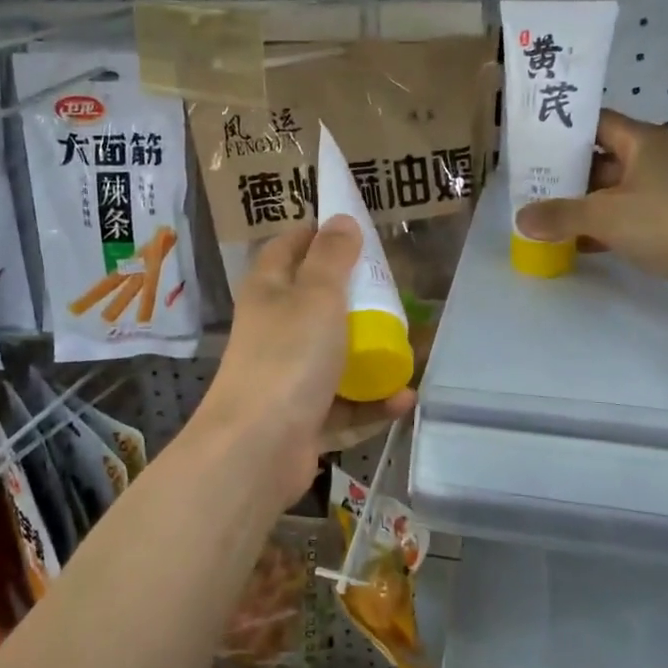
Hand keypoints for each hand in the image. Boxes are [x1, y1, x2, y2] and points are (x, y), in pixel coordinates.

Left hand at [194, 217, 416, 504]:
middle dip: (354, 298)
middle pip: (314, 304)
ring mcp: (286, 376)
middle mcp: (273, 330)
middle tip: (393, 291)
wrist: (258, 447)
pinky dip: (371, 403)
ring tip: (409, 350)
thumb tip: (340, 219)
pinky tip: (403, 399)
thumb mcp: (317, 295)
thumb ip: (332, 257)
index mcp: (268, 291)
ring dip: (370, 356)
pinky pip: (343, 405)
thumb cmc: (288, 356)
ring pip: (333, 357)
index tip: (351, 230)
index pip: (287, 248)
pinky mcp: (302, 417)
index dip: (315, 234)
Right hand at [514, 112, 667, 306]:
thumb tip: (521, 220)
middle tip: (529, 186)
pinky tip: (573, 244)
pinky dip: (601, 230)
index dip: (565, 130)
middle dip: (566, 174)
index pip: (597, 123)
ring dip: (582, 206)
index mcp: (643, 141)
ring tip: (542, 217)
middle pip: (601, 160)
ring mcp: (664, 194)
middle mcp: (654, 161)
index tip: (533, 143)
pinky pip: (626, 221)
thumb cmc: (665, 218)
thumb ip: (559, 215)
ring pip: (613, 194)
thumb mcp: (603, 214)